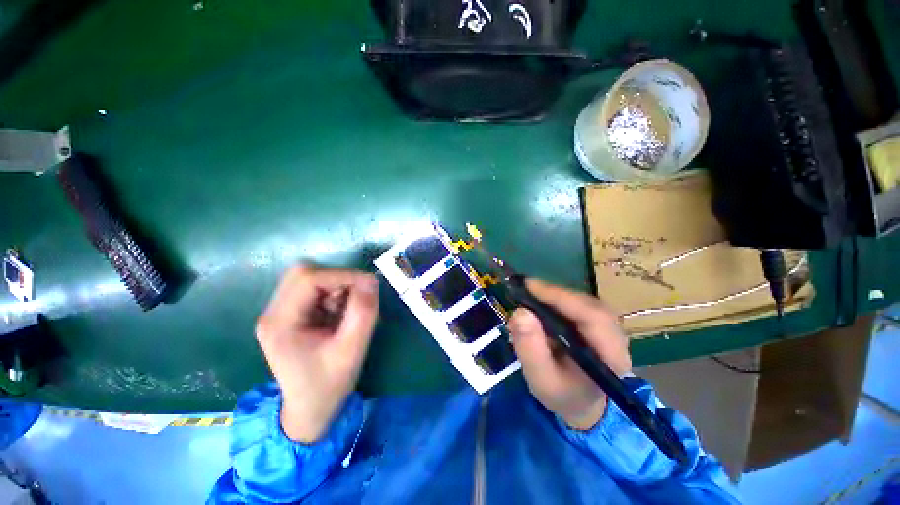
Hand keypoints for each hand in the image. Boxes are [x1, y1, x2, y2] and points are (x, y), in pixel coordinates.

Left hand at [255, 266, 378, 442]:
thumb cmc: (328, 385)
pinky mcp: (290, 315)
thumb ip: (363, 313)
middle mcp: (273, 313)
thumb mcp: (352, 350)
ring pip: (310, 279)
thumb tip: (371, 280)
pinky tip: (340, 314)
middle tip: (357, 297)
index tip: (369, 285)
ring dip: (336, 287)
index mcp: (280, 323)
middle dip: (338, 280)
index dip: (342, 276)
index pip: (308, 279)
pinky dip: (333, 294)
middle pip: (304, 273)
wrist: (310, 410)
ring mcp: (279, 313)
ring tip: (347, 311)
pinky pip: (314, 290)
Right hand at [508, 279, 630, 430]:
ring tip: (530, 293)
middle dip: (555, 294)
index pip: (593, 317)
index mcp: (611, 357)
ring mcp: (608, 327)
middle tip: (525, 288)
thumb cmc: (561, 393)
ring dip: (555, 294)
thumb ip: (530, 349)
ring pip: (583, 300)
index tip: (530, 287)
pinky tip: (541, 300)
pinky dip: (557, 298)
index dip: (562, 298)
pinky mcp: (597, 321)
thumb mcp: (540, 379)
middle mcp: (616, 337)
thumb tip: (520, 312)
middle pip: (589, 304)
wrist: (579, 401)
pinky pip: (579, 303)